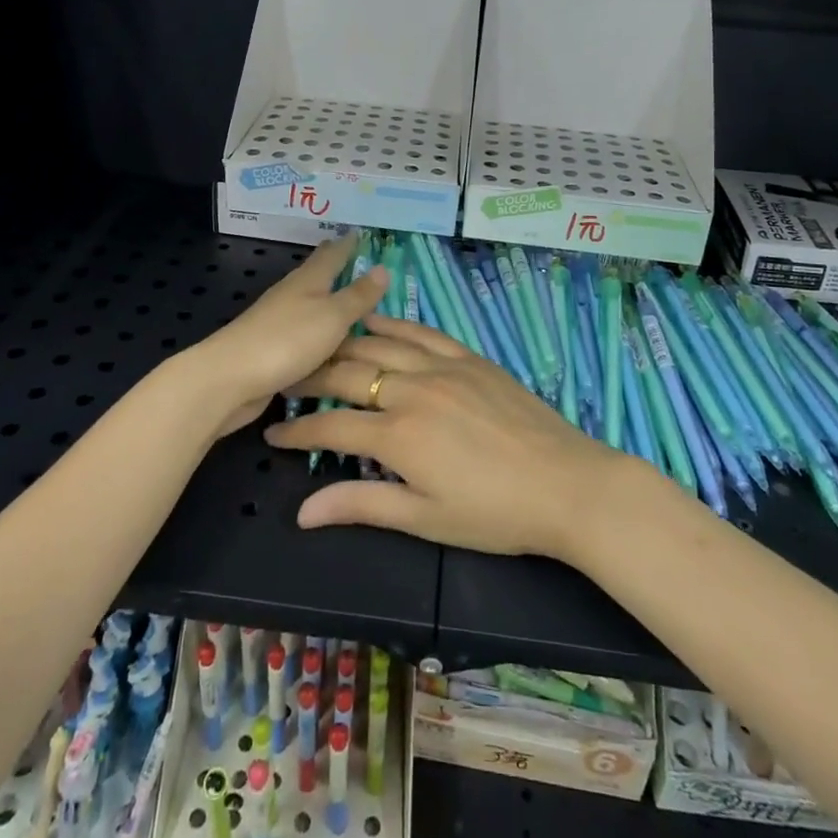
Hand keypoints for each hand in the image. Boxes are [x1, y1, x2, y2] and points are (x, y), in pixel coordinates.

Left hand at [188, 238, 387, 439]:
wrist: (230, 379)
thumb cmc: (287, 340)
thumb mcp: (333, 316)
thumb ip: (358, 295)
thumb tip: (383, 267)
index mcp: (308, 280)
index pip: (332, 254)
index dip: (347, 244)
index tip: (360, 233)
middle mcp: (291, 295)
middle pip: (316, 275)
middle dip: (336, 267)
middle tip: (358, 262)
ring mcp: (278, 322)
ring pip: (308, 304)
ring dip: (327, 300)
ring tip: (349, 302)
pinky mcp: (271, 349)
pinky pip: (302, 334)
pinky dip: (317, 331)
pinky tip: (326, 343)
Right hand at [264, 314, 621, 560]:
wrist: (565, 483)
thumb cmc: (494, 513)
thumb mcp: (425, 518)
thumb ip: (362, 505)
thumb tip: (302, 512)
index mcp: (398, 435)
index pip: (331, 426)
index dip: (297, 431)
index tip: (273, 432)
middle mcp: (412, 389)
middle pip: (348, 373)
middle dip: (311, 378)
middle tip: (287, 382)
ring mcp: (442, 366)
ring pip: (379, 343)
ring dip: (344, 344)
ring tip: (321, 348)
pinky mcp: (467, 357)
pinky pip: (421, 331)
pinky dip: (392, 324)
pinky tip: (374, 320)